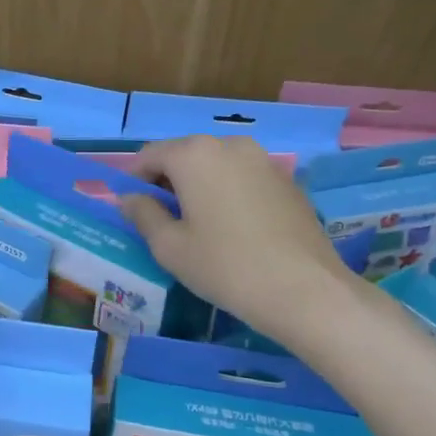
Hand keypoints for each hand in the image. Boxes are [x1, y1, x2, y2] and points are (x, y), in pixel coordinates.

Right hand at [119, 135, 351, 344]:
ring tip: (200, 226)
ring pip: (217, 165)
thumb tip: (130, 198)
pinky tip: (234, 229)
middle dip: (168, 181)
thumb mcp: (169, 246)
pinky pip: (244, 178)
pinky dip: (229, 193)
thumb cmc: (225, 266)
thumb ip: (143, 214)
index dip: (134, 180)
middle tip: (164, 220)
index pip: (149, 155)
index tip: (133, 209)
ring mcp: (264, 160)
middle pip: (185, 155)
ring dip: (200, 186)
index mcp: (194, 154)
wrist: (305, 290)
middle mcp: (230, 144)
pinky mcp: (288, 181)